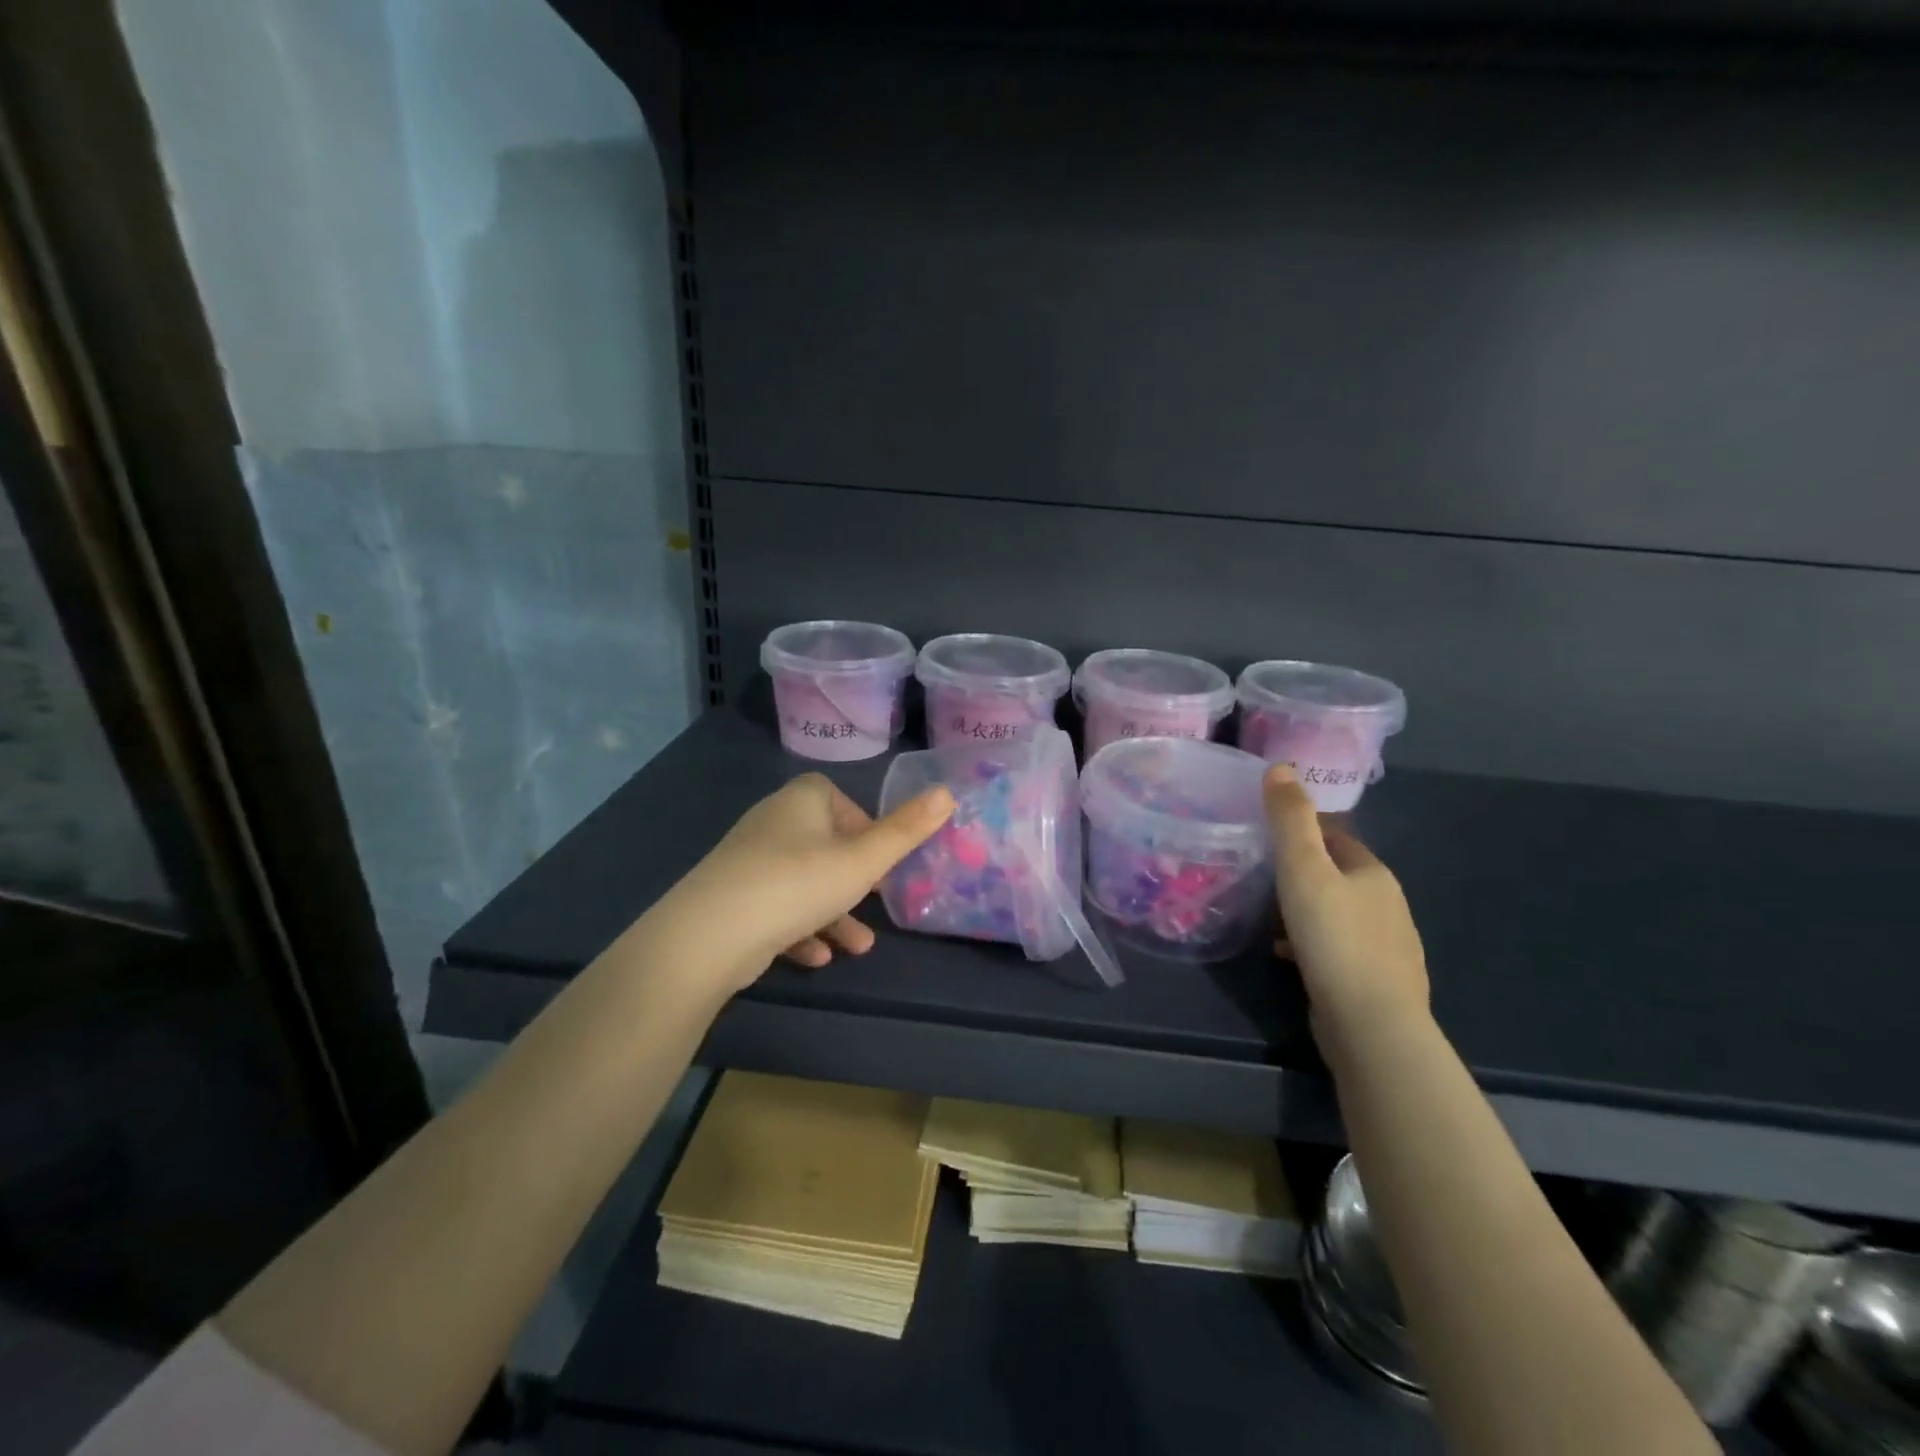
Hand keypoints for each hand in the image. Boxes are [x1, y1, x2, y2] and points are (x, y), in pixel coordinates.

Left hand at [666, 773, 954, 993]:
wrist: (710, 935)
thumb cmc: (798, 884)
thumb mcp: (863, 860)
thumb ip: (906, 831)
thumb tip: (948, 791)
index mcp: (801, 801)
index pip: (836, 798)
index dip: (863, 825)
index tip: (880, 858)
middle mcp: (771, 823)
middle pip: (823, 844)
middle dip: (853, 879)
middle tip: (875, 900)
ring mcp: (747, 862)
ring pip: (801, 883)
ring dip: (831, 913)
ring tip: (858, 947)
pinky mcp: (732, 899)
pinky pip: (775, 908)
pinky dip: (798, 930)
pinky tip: (815, 958)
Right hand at [1264, 765, 1429, 1052]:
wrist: (1370, 1024)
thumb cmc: (1334, 937)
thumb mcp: (1304, 869)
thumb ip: (1291, 819)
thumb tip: (1281, 766)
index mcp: (1374, 874)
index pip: (1338, 839)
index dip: (1305, 833)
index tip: (1269, 837)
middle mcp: (1388, 906)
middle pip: (1340, 877)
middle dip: (1304, 874)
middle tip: (1262, 876)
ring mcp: (1388, 948)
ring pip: (1339, 916)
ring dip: (1308, 912)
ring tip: (1269, 917)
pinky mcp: (1376, 983)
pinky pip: (1339, 951)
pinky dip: (1313, 946)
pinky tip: (1288, 956)